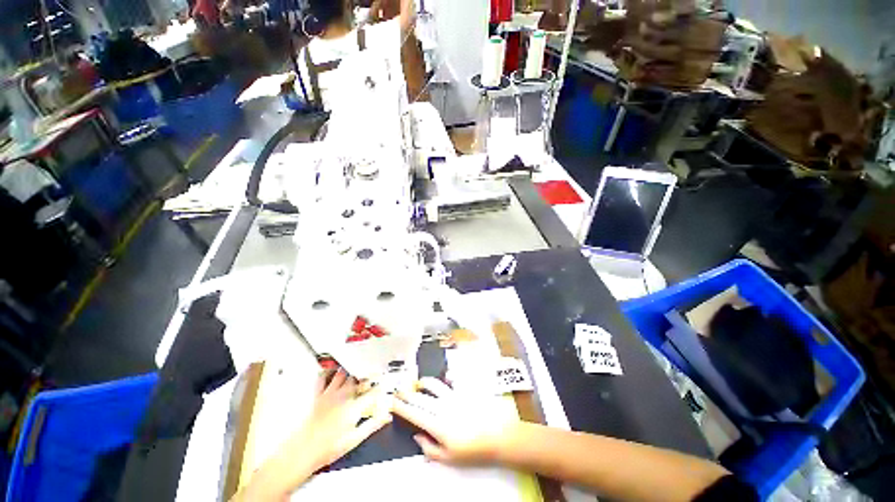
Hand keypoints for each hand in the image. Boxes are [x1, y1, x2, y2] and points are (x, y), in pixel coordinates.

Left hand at [239, 369, 390, 500]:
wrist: (303, 451)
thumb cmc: (330, 447)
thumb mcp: (355, 439)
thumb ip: (372, 425)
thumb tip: (387, 416)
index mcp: (354, 407)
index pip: (373, 392)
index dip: (382, 387)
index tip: (387, 384)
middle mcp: (343, 396)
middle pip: (358, 378)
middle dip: (367, 374)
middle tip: (373, 372)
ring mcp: (330, 394)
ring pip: (343, 374)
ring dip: (351, 370)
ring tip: (357, 366)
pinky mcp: (318, 395)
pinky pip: (323, 378)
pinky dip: (329, 373)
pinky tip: (333, 371)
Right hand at [392, 378, 513, 464]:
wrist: (497, 437)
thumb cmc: (473, 450)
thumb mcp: (449, 458)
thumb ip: (429, 448)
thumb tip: (417, 436)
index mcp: (437, 425)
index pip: (414, 413)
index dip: (401, 407)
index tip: (393, 403)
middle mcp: (443, 407)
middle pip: (420, 398)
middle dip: (407, 393)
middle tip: (399, 391)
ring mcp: (454, 397)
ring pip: (434, 385)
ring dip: (424, 383)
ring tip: (418, 383)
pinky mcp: (464, 391)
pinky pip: (453, 379)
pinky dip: (447, 376)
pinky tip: (445, 376)